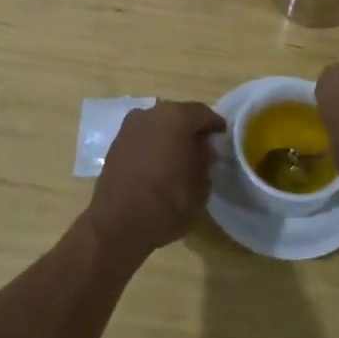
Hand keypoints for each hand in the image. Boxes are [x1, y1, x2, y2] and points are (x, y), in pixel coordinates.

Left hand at [84, 101, 225, 260]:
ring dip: (170, 136)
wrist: (117, 223)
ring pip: (158, 125)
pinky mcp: (116, 143)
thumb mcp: (199, 186)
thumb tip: (204, 151)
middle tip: (202, 148)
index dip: (215, 125)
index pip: (203, 113)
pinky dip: (153, 145)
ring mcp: (129, 126)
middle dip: (191, 130)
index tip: (222, 137)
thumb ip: (205, 161)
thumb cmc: (167, 203)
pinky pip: (142, 137)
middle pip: (178, 115)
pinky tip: (158, 164)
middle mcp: (151, 113)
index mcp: (176, 117)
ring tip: (179, 157)